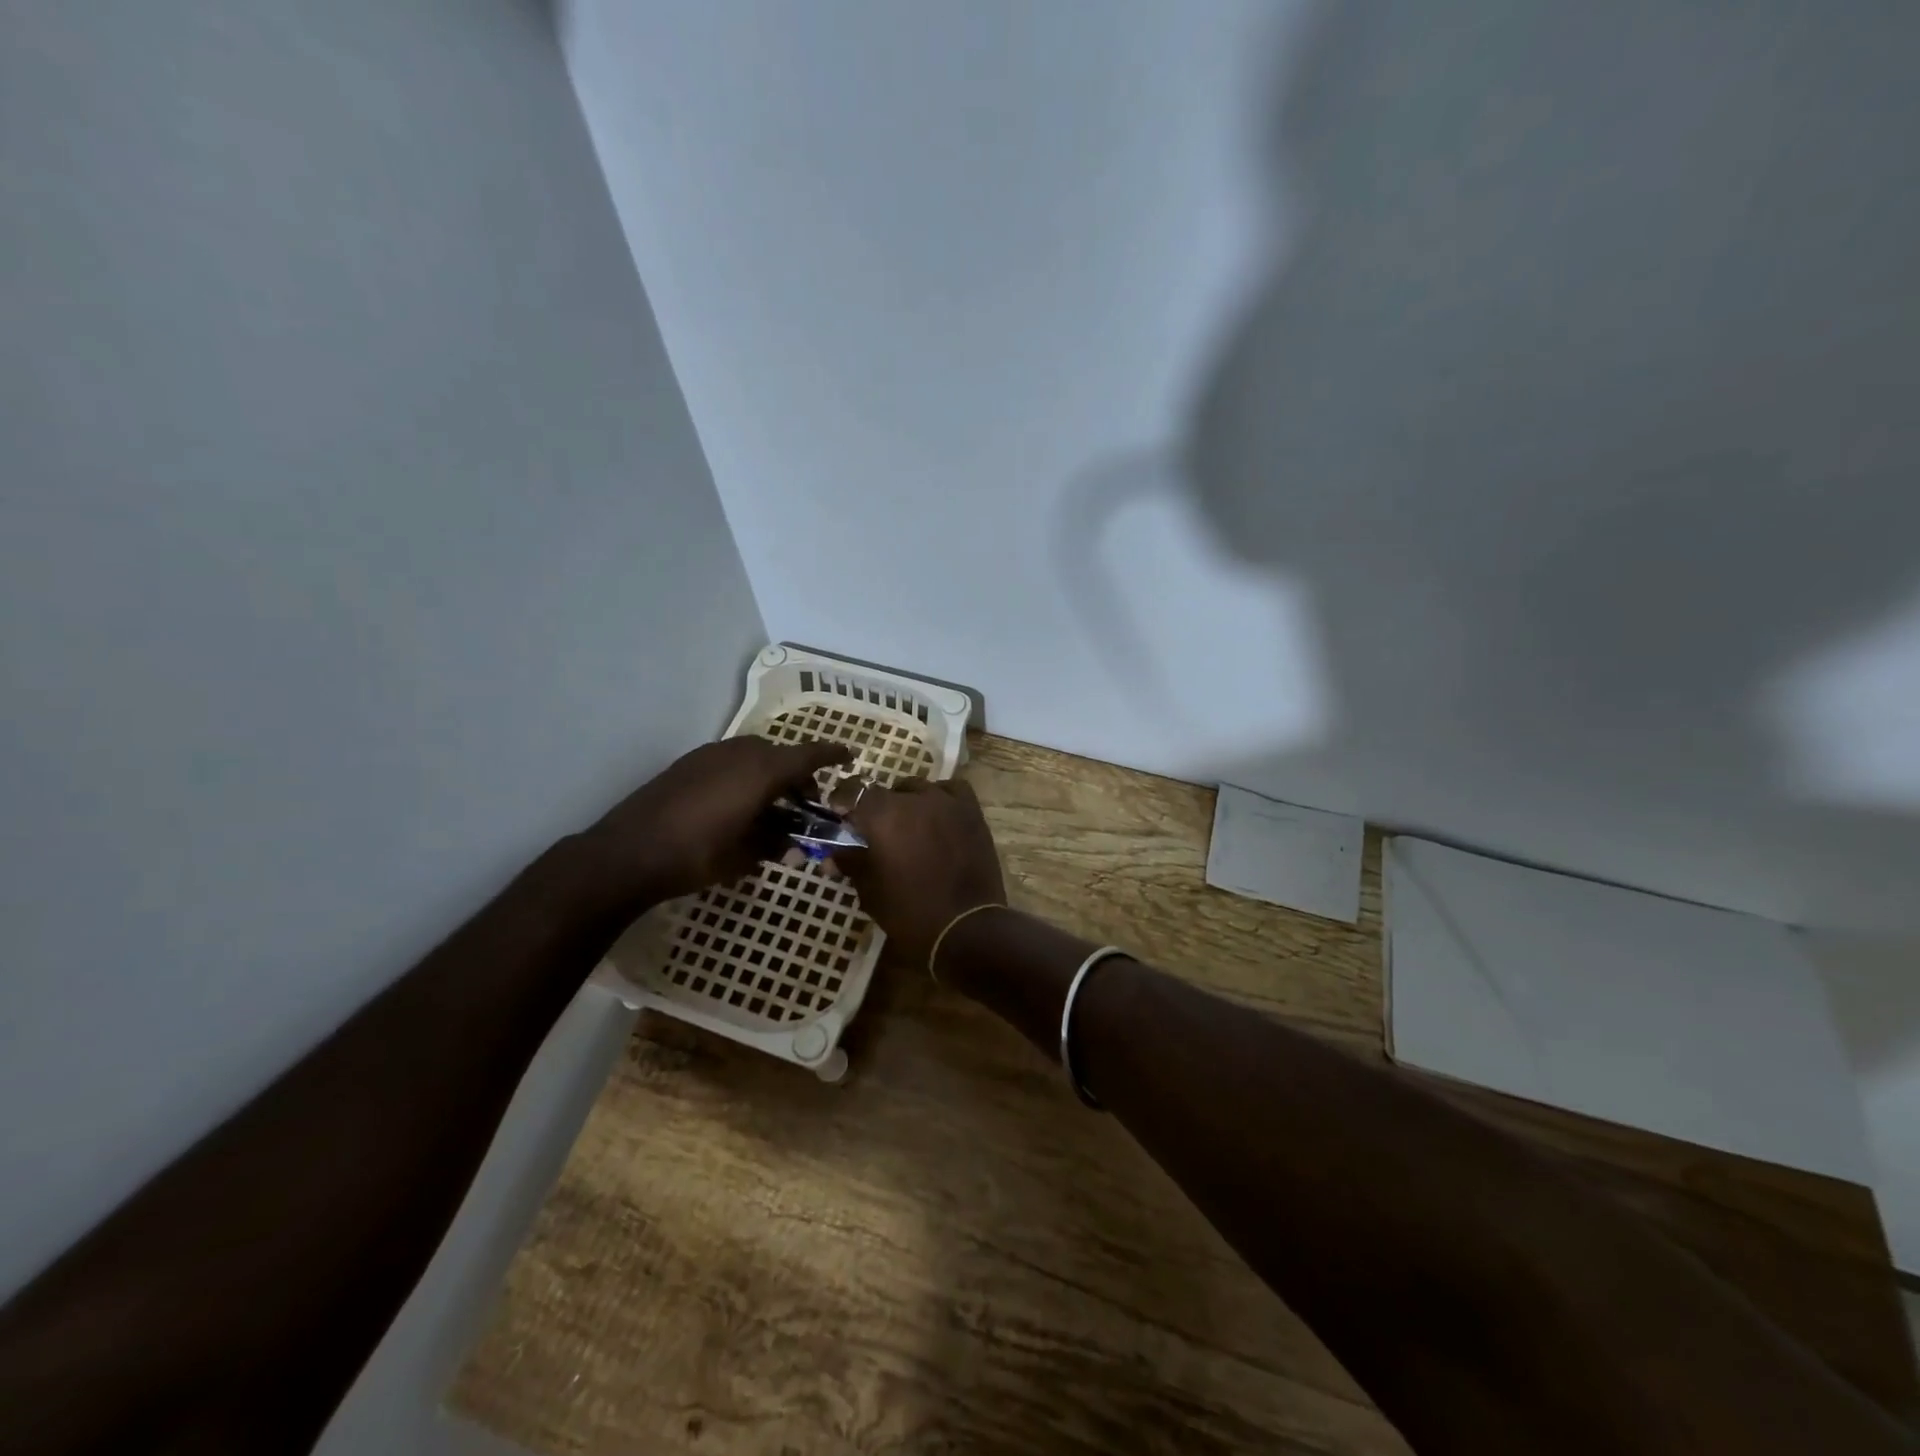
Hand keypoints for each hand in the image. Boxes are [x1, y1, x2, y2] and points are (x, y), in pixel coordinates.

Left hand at [583, 737, 852, 904]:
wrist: (626, 854)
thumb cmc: (696, 855)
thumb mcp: (745, 857)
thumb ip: (776, 844)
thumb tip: (792, 845)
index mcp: (762, 770)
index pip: (809, 754)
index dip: (832, 754)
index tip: (850, 757)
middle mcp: (739, 752)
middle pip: (781, 756)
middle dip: (798, 778)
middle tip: (804, 808)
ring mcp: (710, 755)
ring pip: (754, 757)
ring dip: (770, 778)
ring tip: (770, 812)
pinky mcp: (688, 764)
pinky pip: (730, 762)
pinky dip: (745, 778)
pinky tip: (737, 809)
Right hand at [828, 778, 1006, 967]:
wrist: (966, 929)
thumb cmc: (910, 914)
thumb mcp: (870, 891)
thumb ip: (851, 863)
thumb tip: (832, 855)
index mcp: (882, 815)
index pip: (854, 790)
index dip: (843, 800)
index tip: (841, 816)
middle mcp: (914, 799)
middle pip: (886, 792)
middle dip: (876, 809)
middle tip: (876, 834)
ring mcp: (947, 802)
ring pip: (919, 789)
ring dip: (908, 803)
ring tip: (909, 827)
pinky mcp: (972, 812)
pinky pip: (951, 791)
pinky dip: (941, 798)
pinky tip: (938, 816)